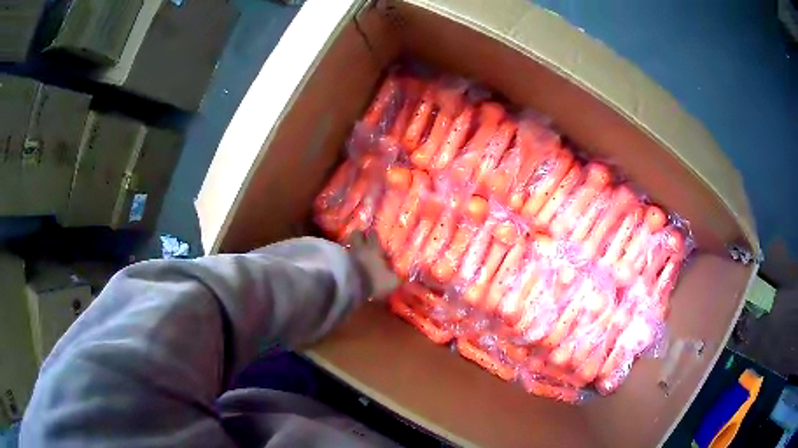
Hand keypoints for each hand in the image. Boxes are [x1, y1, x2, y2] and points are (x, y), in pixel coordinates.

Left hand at [347, 231, 399, 299]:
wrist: (350, 288)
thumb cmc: (374, 282)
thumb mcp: (392, 282)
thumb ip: (398, 278)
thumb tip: (404, 275)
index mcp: (374, 249)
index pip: (373, 234)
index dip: (373, 233)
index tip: (373, 232)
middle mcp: (360, 248)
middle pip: (356, 234)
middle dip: (359, 234)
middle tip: (362, 237)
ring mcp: (347, 255)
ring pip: (349, 245)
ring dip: (352, 247)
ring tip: (355, 251)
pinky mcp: (338, 263)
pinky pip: (343, 256)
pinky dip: (345, 257)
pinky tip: (348, 262)